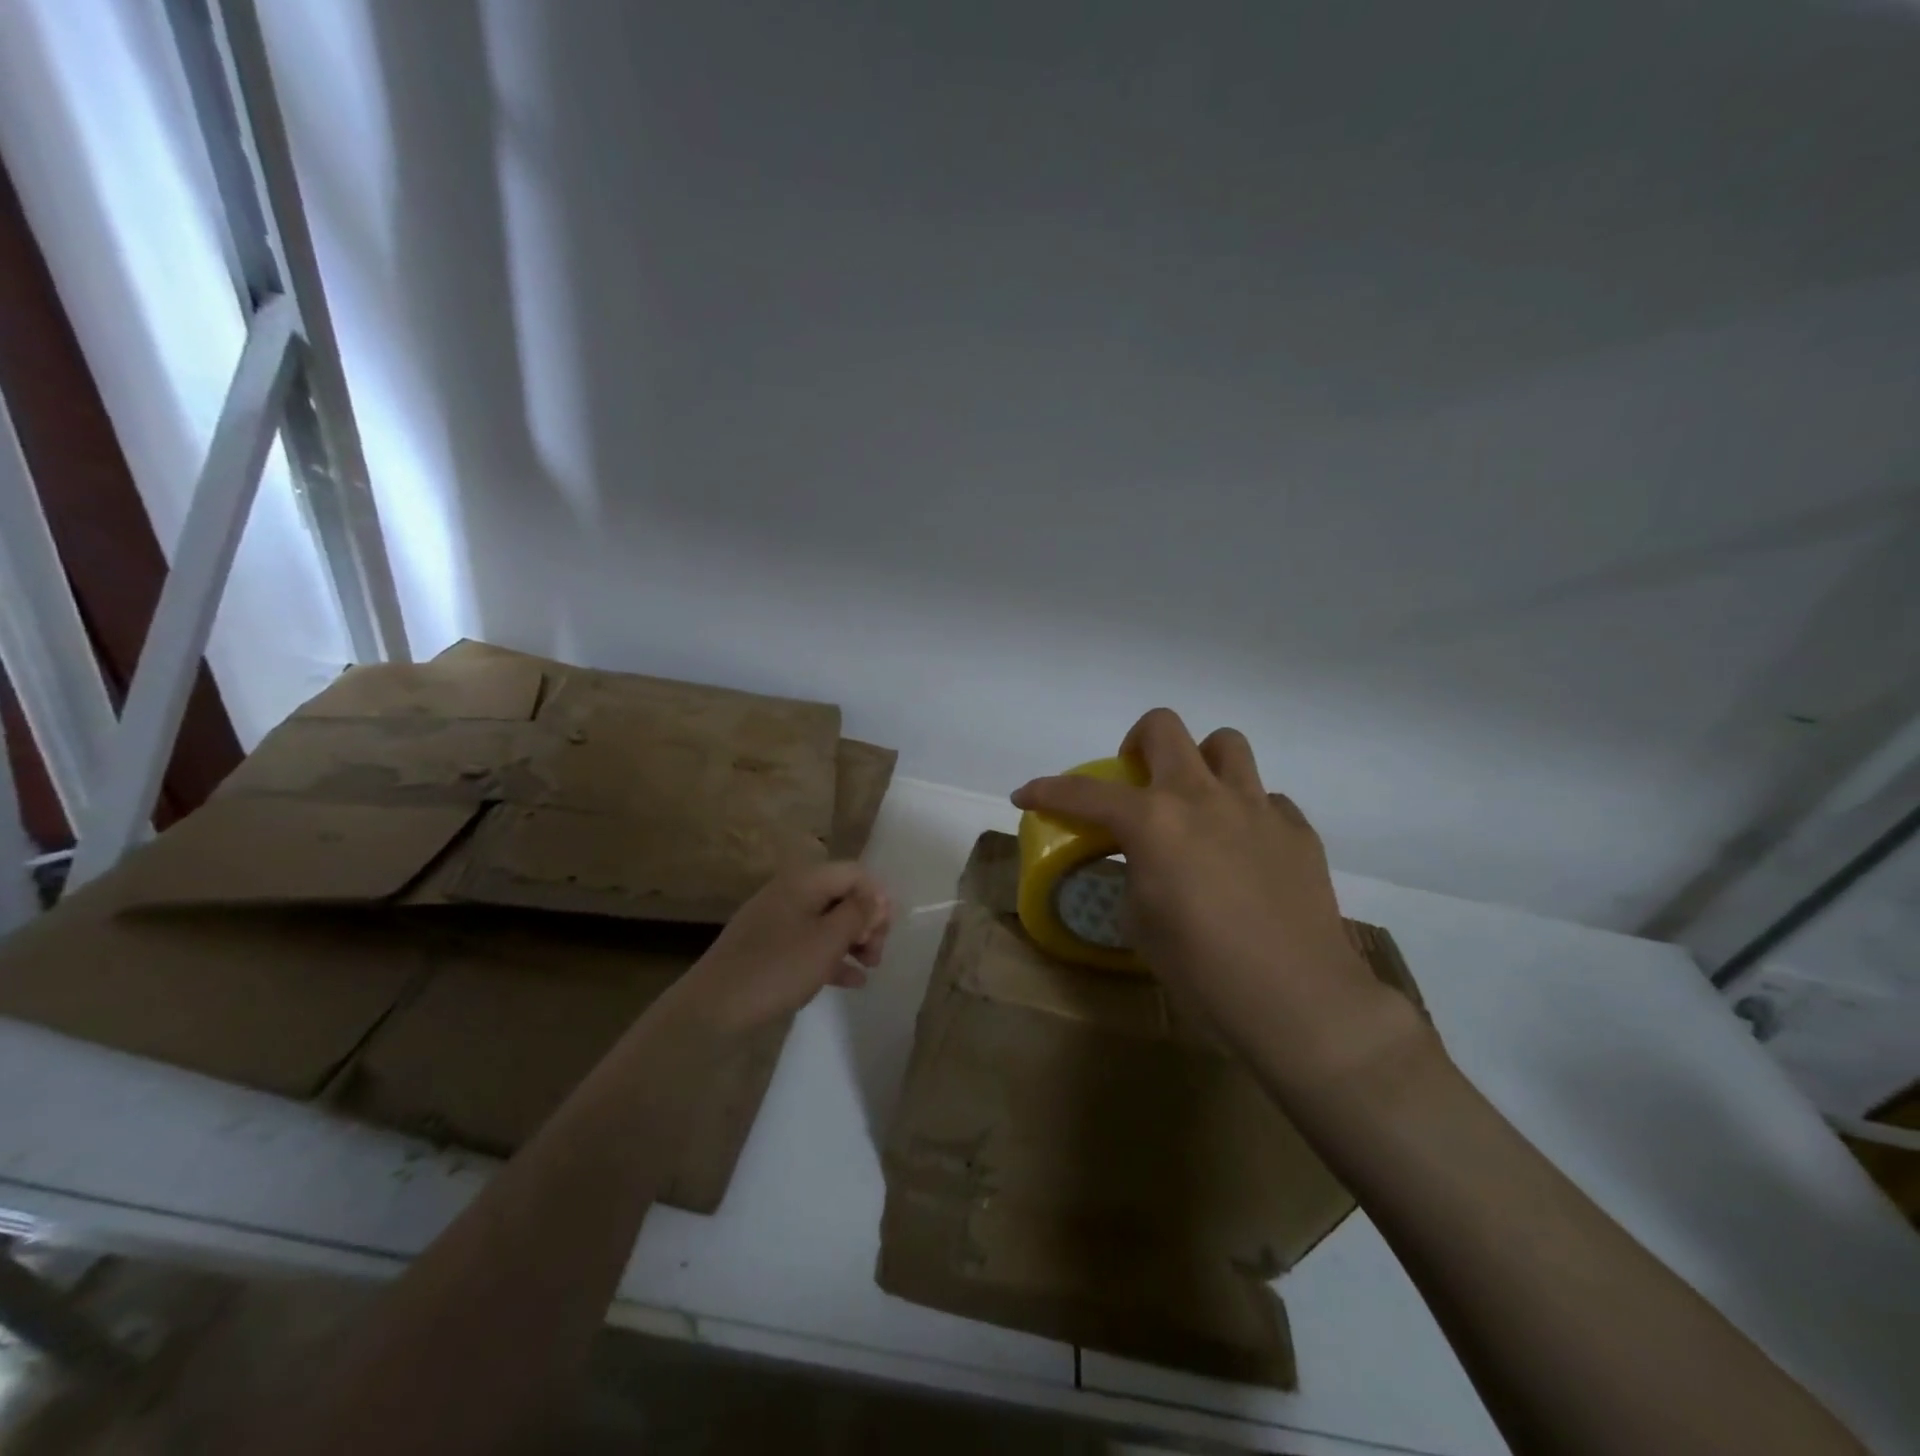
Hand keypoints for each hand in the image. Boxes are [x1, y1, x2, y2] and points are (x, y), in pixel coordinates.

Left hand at [675, 862, 891, 1037]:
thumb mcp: (827, 941)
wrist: (712, 1008)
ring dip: (853, 940)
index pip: (854, 873)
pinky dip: (831, 956)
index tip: (884, 931)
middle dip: (866, 921)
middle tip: (877, 953)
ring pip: (827, 921)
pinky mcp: (768, 947)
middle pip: (842, 896)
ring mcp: (777, 921)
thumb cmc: (777, 968)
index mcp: (804, 881)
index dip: (876, 898)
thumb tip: (880, 897)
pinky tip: (851, 982)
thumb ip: (858, 915)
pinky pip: (809, 942)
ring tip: (870, 968)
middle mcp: (791, 892)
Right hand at [1012, 709, 1423, 1087]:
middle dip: (1135, 744)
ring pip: (1225, 745)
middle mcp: (1203, 797)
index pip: (1085, 793)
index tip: (1026, 795)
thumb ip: (1136, 874)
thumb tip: (1148, 863)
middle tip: (1133, 781)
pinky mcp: (1297, 830)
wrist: (1299, 1002)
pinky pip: (1265, 798)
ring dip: (1200, 762)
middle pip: (1164, 728)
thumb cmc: (1204, 971)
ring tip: (1195, 802)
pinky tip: (1244, 850)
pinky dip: (1245, 812)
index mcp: (1154, 822)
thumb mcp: (1142, 924)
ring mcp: (1256, 807)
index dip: (1046, 790)